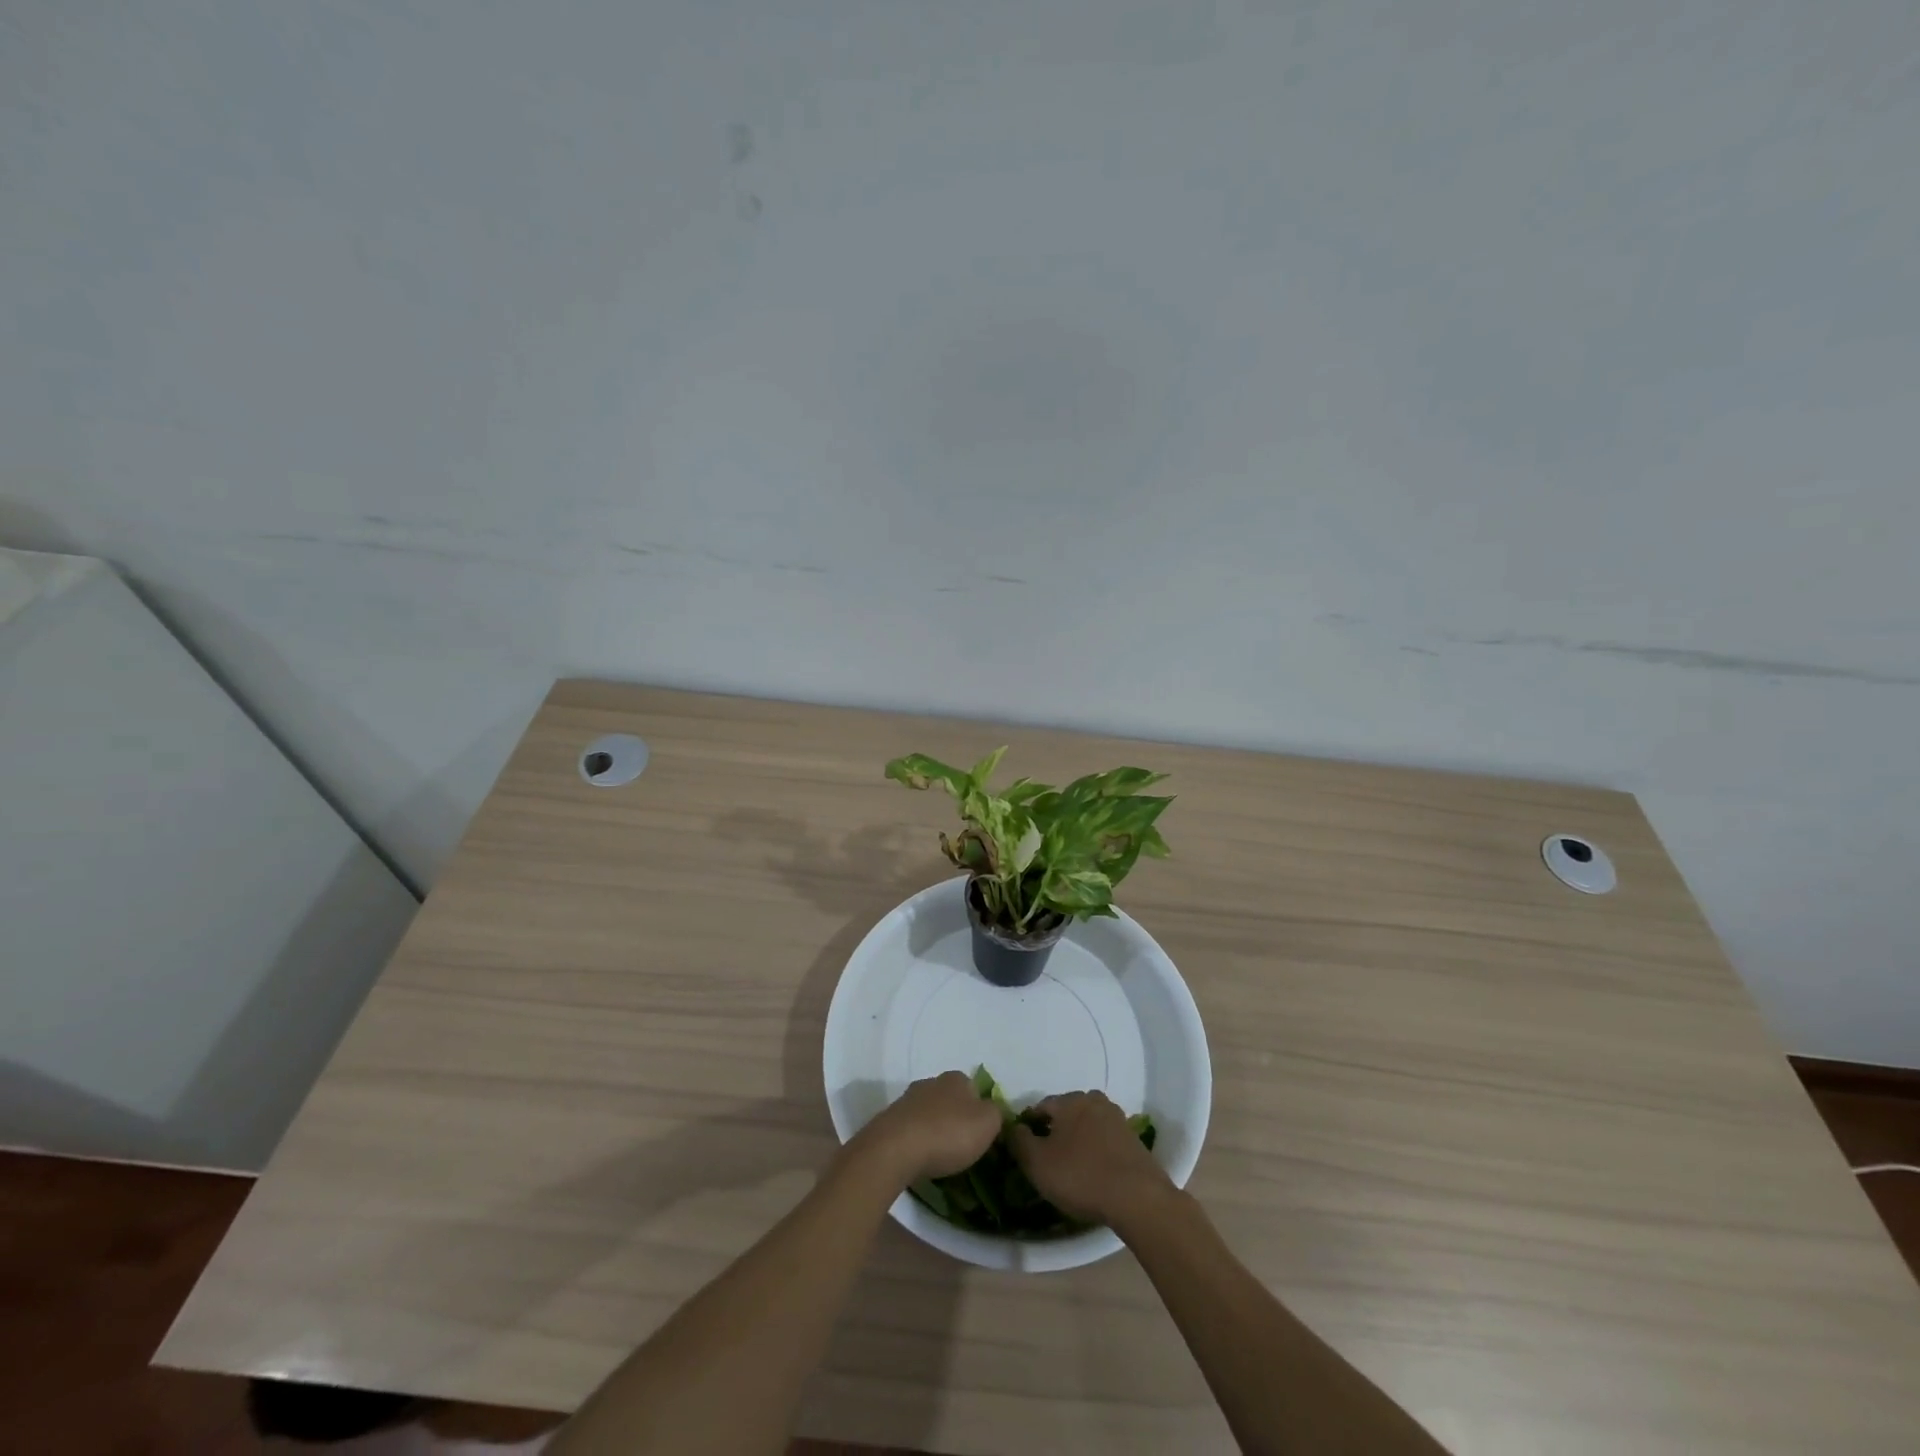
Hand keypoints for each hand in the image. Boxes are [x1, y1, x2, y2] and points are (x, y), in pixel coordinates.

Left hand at [854, 1071, 1003, 1187]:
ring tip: (940, 1156)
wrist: (896, 1148)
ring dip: (935, 1129)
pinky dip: (917, 1140)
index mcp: (956, 1078)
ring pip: (929, 1113)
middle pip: (950, 1099)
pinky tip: (920, 1158)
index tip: (981, 1134)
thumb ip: (996, 1113)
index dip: (980, 1110)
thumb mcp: (988, 1123)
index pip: (974, 1088)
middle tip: (962, 1146)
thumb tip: (991, 1111)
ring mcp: (907, 1100)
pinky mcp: (890, 1120)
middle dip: (956, 1118)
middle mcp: (931, 1082)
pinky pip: (911, 1129)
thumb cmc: (948, 1133)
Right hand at [1009, 1090, 1172, 1227]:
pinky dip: (1098, 1150)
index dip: (1030, 1125)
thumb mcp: (1037, 1163)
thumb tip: (1013, 1127)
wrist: (1137, 1197)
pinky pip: (1107, 1140)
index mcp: (1069, 1100)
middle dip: (1056, 1130)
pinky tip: (1095, 1172)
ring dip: (1079, 1139)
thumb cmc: (1081, 1176)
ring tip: (1073, 1166)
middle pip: (1067, 1112)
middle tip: (1049, 1157)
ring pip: (1089, 1124)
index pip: (1041, 1106)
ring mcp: (1118, 1119)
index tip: (1026, 1148)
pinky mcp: (1134, 1140)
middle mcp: (1094, 1100)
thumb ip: (1019, 1141)